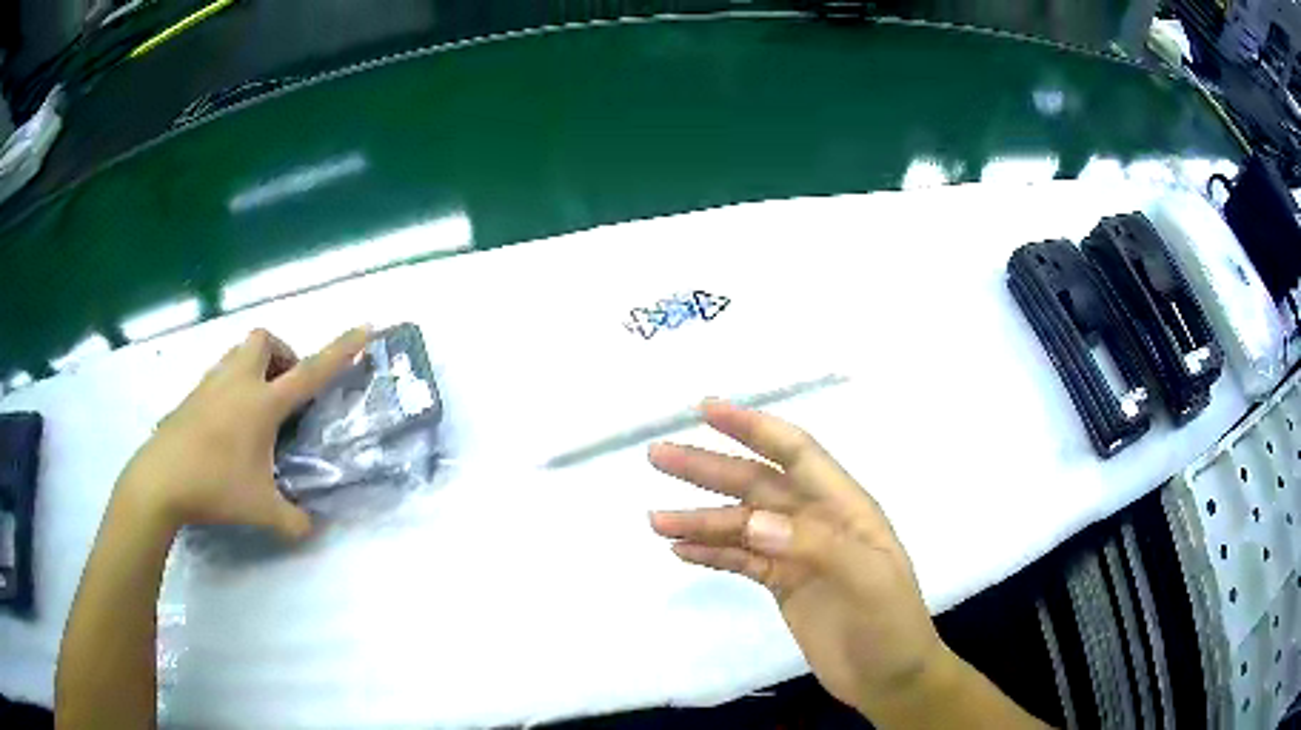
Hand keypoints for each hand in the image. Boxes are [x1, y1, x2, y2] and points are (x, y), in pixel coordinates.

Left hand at [115, 326, 369, 538]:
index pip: (310, 371)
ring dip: (256, 366)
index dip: (340, 350)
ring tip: (257, 407)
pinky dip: (233, 385)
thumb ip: (292, 520)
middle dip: (282, 354)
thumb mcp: (260, 510)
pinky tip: (229, 424)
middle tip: (284, 390)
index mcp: (262, 403)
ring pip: (238, 352)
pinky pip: (220, 374)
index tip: (364, 328)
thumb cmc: (214, 487)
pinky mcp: (192, 395)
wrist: (160, 480)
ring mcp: (211, 385)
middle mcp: (238, 382)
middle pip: (265, 339)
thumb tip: (311, 528)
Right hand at [648, 401, 948, 716]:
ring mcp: (796, 554)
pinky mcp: (782, 584)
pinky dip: (710, 553)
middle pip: (756, 485)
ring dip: (699, 519)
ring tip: (654, 519)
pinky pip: (740, 561)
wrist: (889, 677)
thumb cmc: (890, 624)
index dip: (753, 427)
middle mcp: (816, 521)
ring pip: (740, 525)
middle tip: (657, 456)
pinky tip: (679, 550)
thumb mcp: (867, 581)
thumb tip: (750, 520)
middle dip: (708, 468)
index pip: (795, 453)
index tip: (706, 409)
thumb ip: (814, 545)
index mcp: (844, 507)